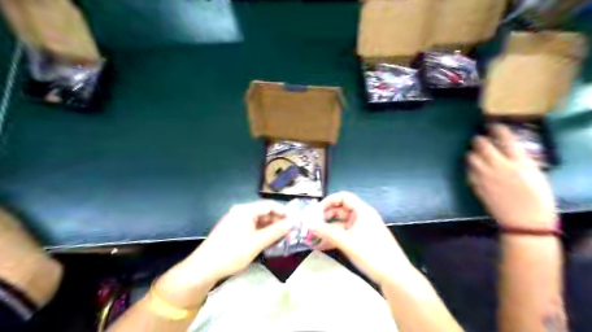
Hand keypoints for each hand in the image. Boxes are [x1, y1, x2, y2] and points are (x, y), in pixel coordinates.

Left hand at [152, 201, 290, 306]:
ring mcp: (236, 220)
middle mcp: (241, 211)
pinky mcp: (233, 230)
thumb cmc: (232, 253)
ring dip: (271, 228)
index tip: (296, 221)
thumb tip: (293, 222)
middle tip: (291, 232)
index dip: (284, 212)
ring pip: (259, 221)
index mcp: (245, 210)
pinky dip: (262, 233)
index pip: (270, 205)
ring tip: (283, 238)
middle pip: (264, 212)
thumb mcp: (257, 243)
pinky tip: (269, 241)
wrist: (203, 268)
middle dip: (278, 221)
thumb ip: (276, 231)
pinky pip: (252, 227)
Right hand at [314, 191, 411, 285]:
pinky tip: (323, 245)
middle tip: (312, 224)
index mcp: (362, 211)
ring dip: (328, 228)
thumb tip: (309, 224)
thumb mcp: (347, 242)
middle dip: (325, 216)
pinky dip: (334, 237)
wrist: (395, 276)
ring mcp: (363, 229)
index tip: (316, 211)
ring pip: (341, 223)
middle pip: (341, 209)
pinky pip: (345, 234)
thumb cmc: (372, 254)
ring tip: (314, 236)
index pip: (343, 197)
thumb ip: (327, 232)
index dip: (328, 201)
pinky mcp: (362, 240)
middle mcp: (362, 217)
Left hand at [468, 124, 554, 227]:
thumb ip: (522, 161)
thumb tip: (512, 151)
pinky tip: (473, 167)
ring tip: (475, 152)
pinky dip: (469, 167)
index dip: (497, 129)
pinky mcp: (476, 186)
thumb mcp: (537, 175)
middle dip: (479, 139)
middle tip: (480, 138)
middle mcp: (498, 166)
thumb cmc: (538, 199)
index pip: (505, 139)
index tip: (493, 125)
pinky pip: (468, 171)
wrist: (523, 221)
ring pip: (470, 157)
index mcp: (517, 162)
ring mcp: (484, 176)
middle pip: (482, 145)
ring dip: (472, 152)